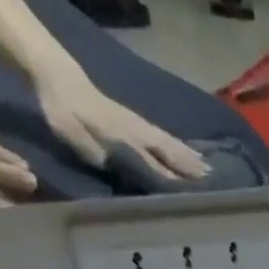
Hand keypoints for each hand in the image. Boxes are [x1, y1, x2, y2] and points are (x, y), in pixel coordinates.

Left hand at [34, 68, 208, 180]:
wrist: (59, 77)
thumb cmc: (62, 108)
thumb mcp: (70, 131)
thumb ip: (92, 150)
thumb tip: (113, 166)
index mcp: (122, 137)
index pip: (151, 162)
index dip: (169, 177)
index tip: (189, 191)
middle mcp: (136, 132)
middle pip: (167, 151)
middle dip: (188, 166)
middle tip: (209, 179)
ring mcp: (138, 125)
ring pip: (169, 143)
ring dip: (189, 156)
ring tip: (207, 167)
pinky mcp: (136, 121)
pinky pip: (164, 136)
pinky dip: (179, 145)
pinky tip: (189, 150)